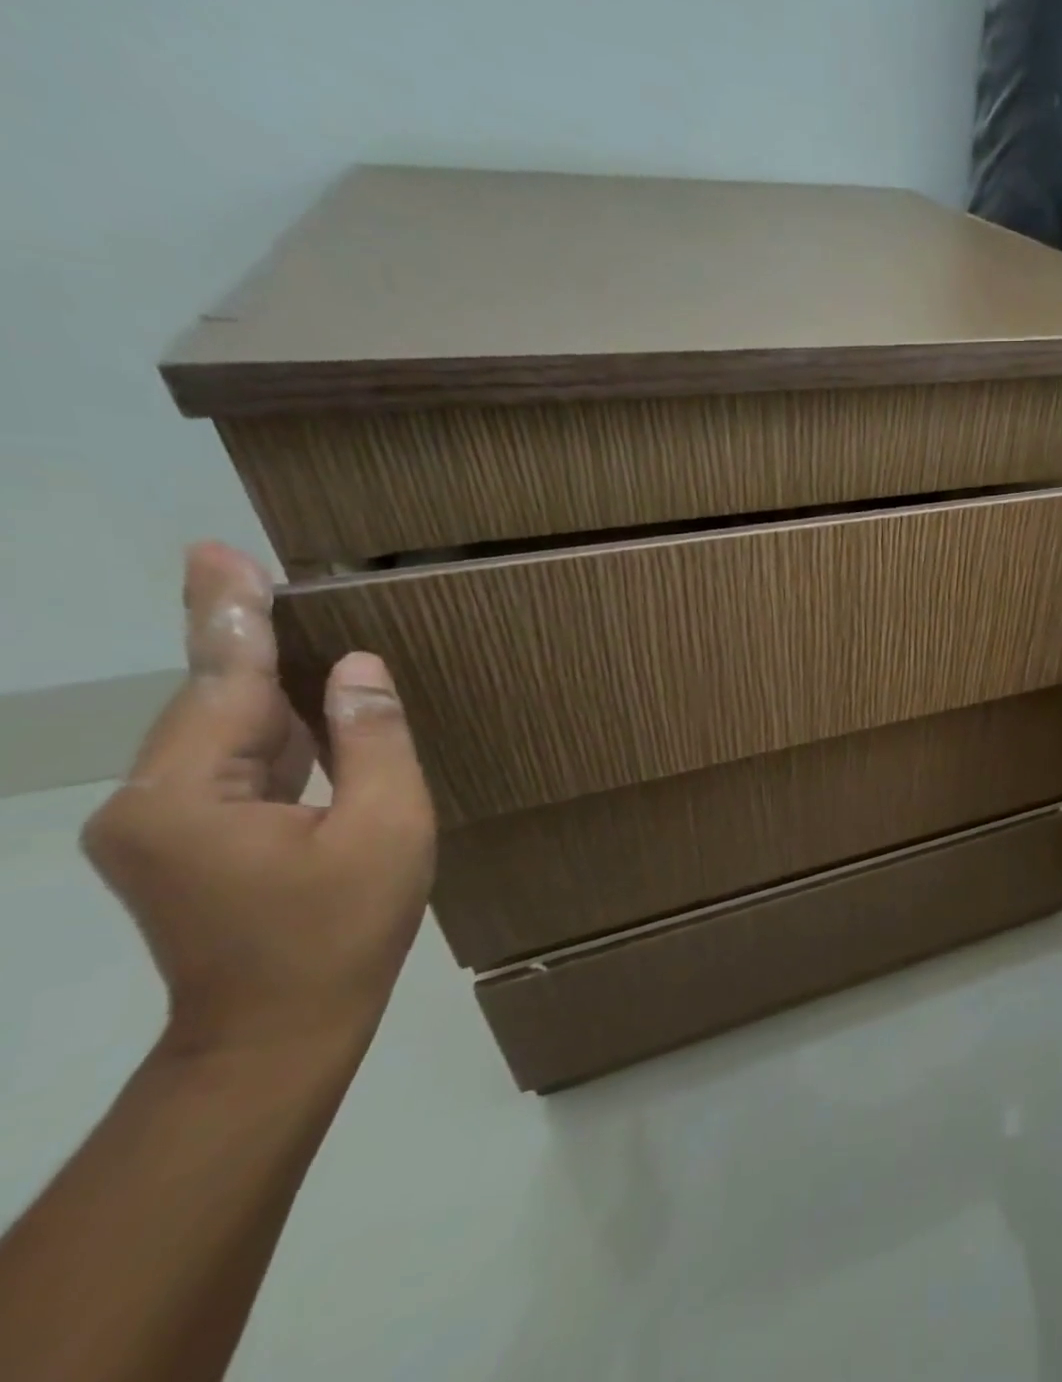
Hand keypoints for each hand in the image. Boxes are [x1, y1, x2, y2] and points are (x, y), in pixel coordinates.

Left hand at [82, 543, 436, 1058]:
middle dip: (236, 637)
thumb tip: (357, 669)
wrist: (278, 1031)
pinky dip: (269, 729)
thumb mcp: (387, 827)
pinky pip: (233, 766)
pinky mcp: (185, 842)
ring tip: (281, 621)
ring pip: (222, 734)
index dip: (232, 616)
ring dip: (258, 682)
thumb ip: (373, 741)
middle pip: (210, 703)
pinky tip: (301, 701)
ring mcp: (161, 825)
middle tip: (240, 566)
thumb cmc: (342, 929)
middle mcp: (151, 801)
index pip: (222, 684)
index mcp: (190, 796)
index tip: (219, 554)